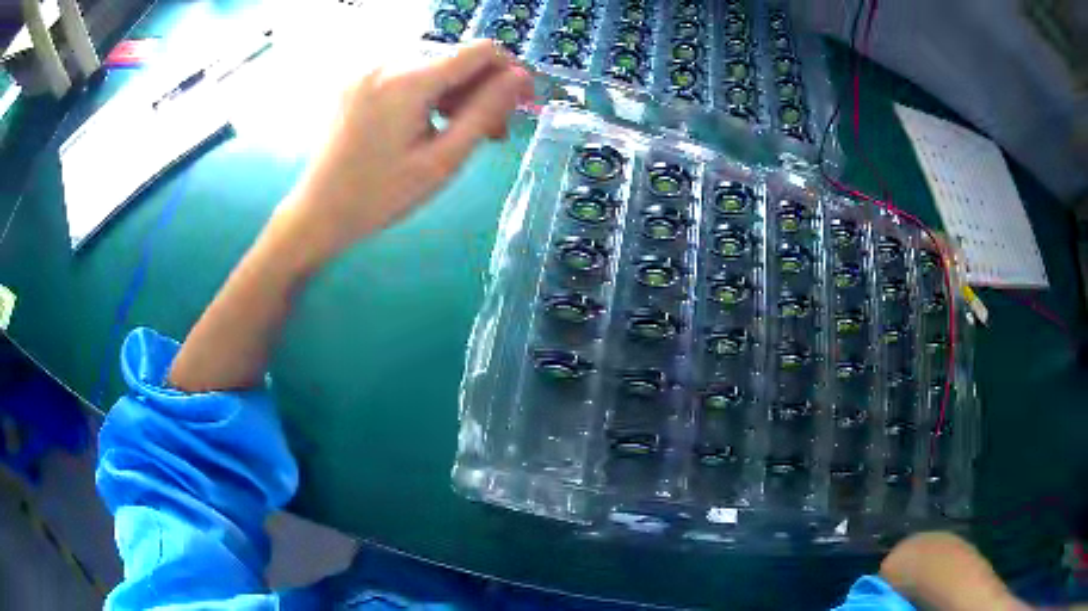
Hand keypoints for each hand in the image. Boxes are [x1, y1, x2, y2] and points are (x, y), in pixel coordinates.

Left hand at [279, 40, 533, 263]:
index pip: (480, 51)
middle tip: (491, 134)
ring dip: (457, 94)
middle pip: (456, 59)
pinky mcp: (359, 81)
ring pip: (433, 66)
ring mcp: (369, 70)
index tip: (522, 103)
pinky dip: (429, 94)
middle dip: (482, 90)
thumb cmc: (380, 196)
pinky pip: (408, 75)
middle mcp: (388, 62)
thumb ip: (484, 112)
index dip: (510, 71)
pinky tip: (431, 123)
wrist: (317, 212)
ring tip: (462, 133)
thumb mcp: (442, 160)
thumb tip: (520, 76)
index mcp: (408, 80)